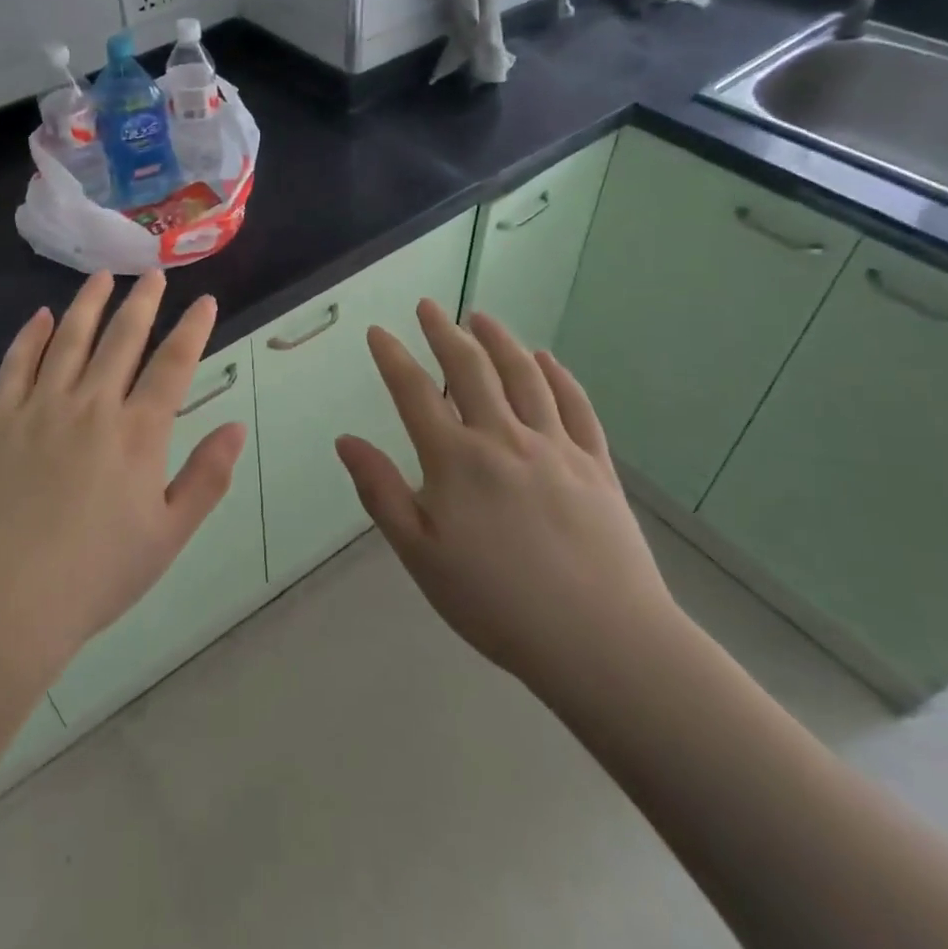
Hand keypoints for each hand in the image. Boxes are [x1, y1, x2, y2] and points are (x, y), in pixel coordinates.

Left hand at [0, 271, 246, 688]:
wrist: (3, 604)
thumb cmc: (96, 576)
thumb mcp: (168, 537)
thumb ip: (205, 478)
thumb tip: (235, 428)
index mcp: (138, 433)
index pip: (173, 364)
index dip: (193, 328)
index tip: (205, 301)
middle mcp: (92, 406)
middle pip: (122, 338)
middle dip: (143, 302)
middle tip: (154, 274)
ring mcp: (41, 408)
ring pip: (70, 339)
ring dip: (90, 303)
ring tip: (103, 276)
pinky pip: (17, 364)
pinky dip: (31, 335)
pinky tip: (40, 316)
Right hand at [335, 301, 680, 704]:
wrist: (601, 641)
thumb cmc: (496, 603)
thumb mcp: (420, 555)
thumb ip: (381, 492)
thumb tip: (346, 440)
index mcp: (456, 460)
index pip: (415, 393)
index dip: (393, 357)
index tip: (379, 332)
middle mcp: (503, 438)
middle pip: (470, 369)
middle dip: (444, 333)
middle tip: (429, 307)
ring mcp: (555, 447)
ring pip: (524, 376)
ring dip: (499, 341)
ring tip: (481, 319)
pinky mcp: (596, 465)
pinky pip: (575, 406)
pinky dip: (558, 376)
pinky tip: (546, 359)